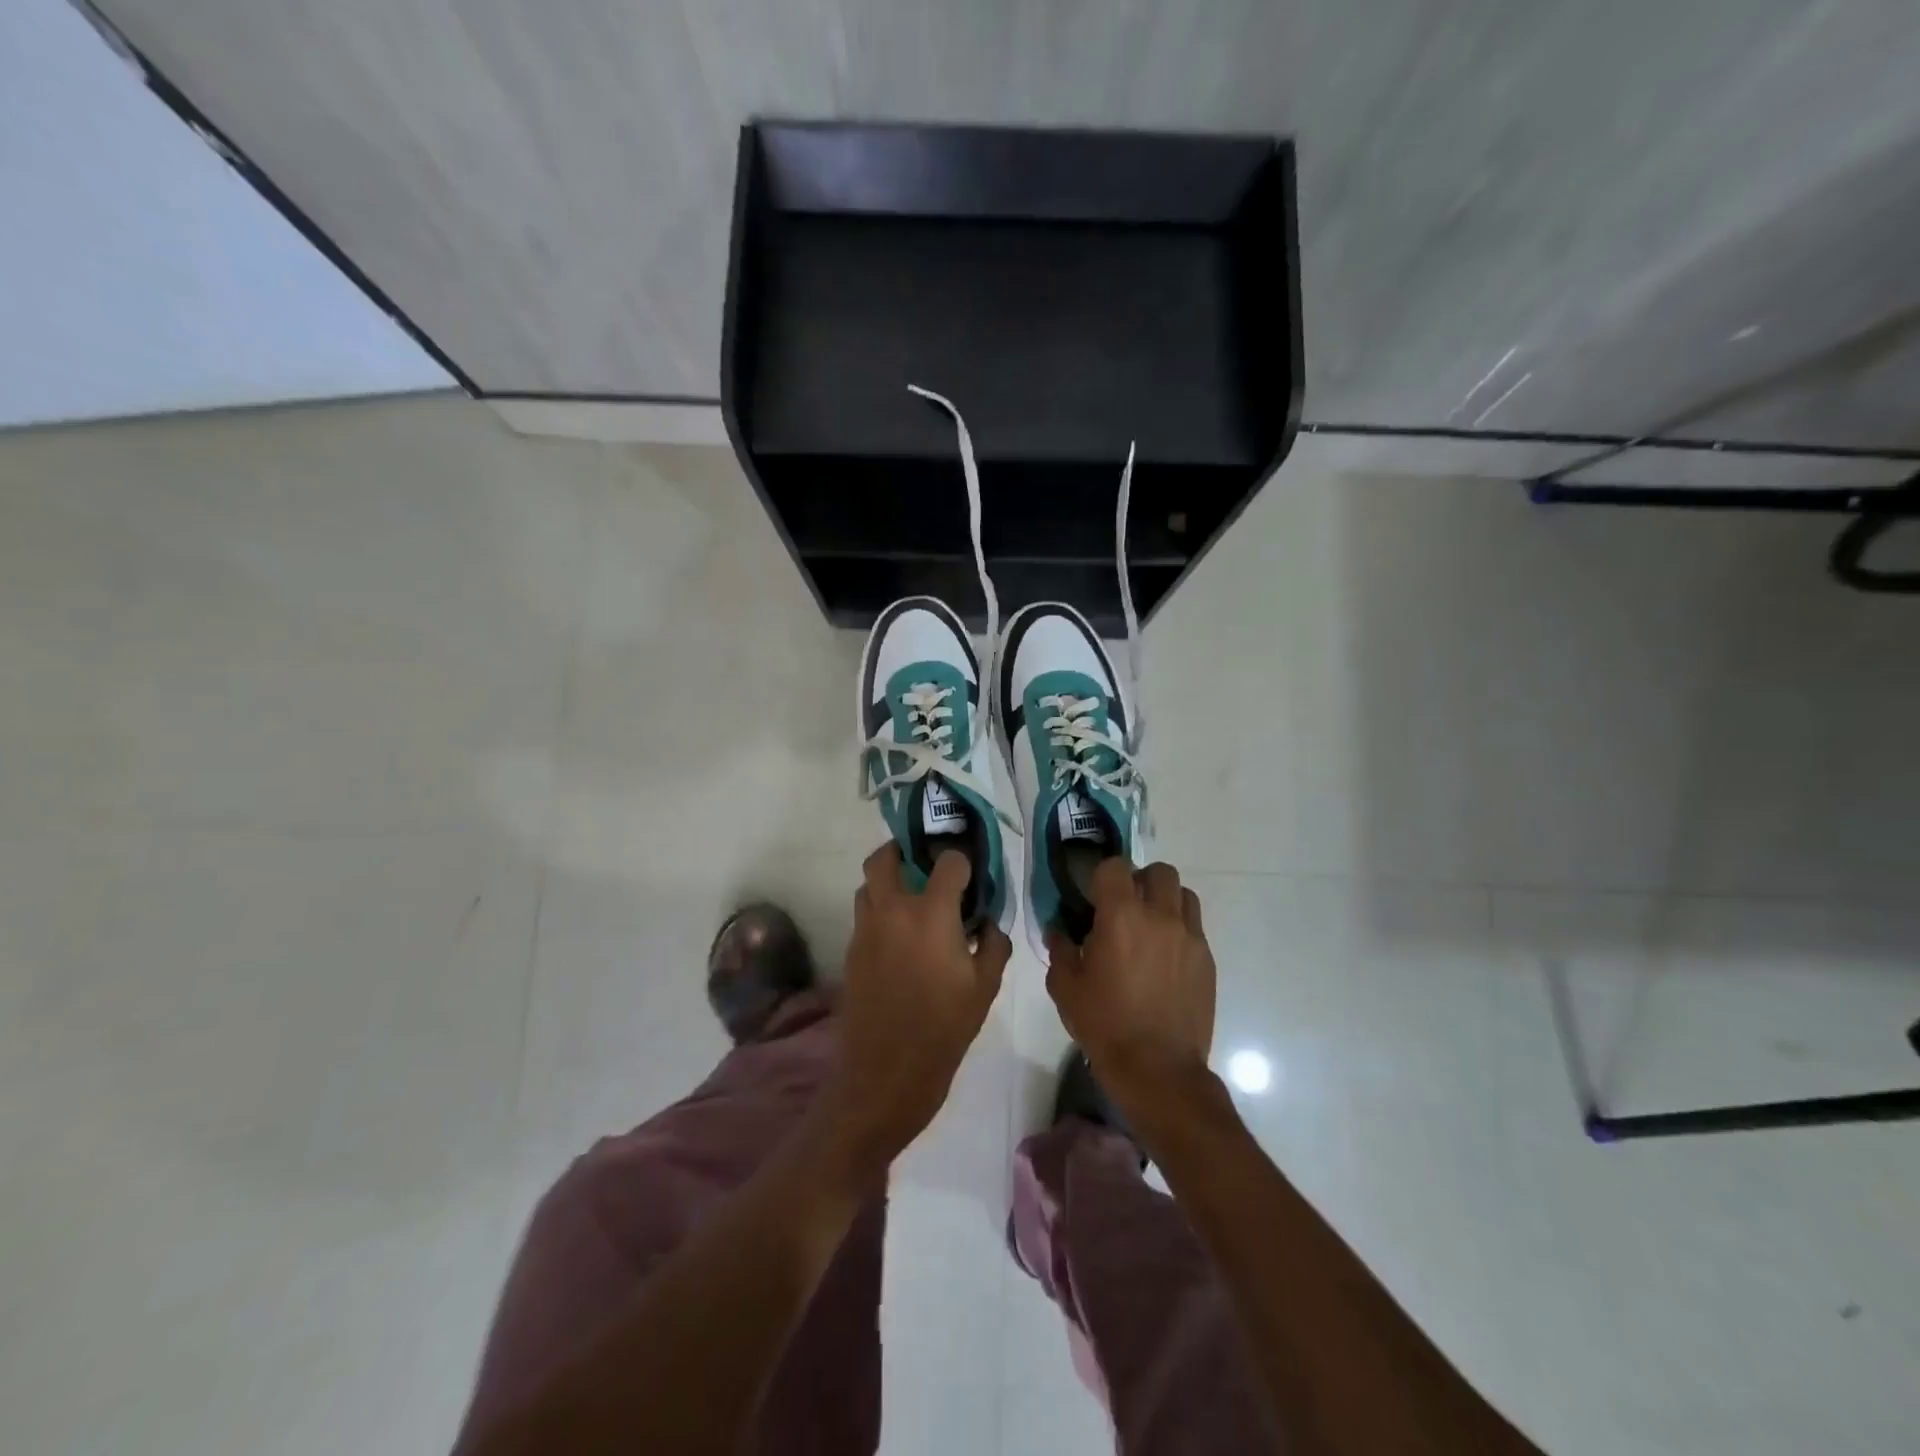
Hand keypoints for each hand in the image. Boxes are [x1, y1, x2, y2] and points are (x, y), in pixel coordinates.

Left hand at [825, 843, 1010, 1172]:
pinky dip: (879, 913)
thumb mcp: (985, 988)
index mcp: (931, 913)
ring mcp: (865, 930)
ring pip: (867, 886)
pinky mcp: (851, 952)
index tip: (971, 876)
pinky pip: (863, 917)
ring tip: (911, 901)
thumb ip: (994, 945)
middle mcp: (892, 910)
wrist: (885, 1074)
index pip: (948, 862)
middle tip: (922, 863)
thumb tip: (988, 924)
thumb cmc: (944, 1029)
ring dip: (887, 883)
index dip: (962, 863)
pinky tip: (900, 939)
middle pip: (884, 857)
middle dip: (903, 850)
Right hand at [1045, 859, 1215, 1120]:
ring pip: (1184, 894)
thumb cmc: (1105, 1025)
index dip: (1102, 876)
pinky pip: (1195, 927)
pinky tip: (1164, 958)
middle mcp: (1160, 917)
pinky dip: (1179, 929)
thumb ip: (1060, 950)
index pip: (1115, 867)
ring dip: (1165, 900)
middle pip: (1159, 872)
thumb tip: (1058, 930)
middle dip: (1140, 880)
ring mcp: (1189, 937)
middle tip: (1125, 907)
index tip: (1094, 896)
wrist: (1158, 1069)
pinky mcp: (1207, 960)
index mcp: (1121, 917)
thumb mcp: (1065, 988)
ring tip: (1150, 926)